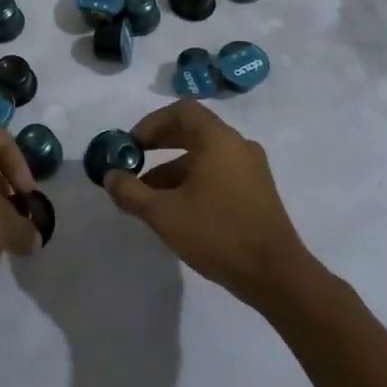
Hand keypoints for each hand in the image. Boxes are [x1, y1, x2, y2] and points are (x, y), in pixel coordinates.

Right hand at [103, 101, 315, 308]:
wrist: (276, 275)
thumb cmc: (217, 234)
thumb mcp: (163, 213)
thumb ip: (131, 191)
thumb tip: (110, 176)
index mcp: (218, 139)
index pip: (181, 110)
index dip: (152, 123)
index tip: (132, 145)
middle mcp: (237, 144)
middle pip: (193, 130)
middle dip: (159, 145)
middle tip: (134, 163)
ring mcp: (251, 168)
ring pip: (205, 156)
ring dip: (173, 169)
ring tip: (148, 197)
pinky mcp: (257, 191)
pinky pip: (219, 172)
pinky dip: (194, 181)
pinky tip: (178, 210)